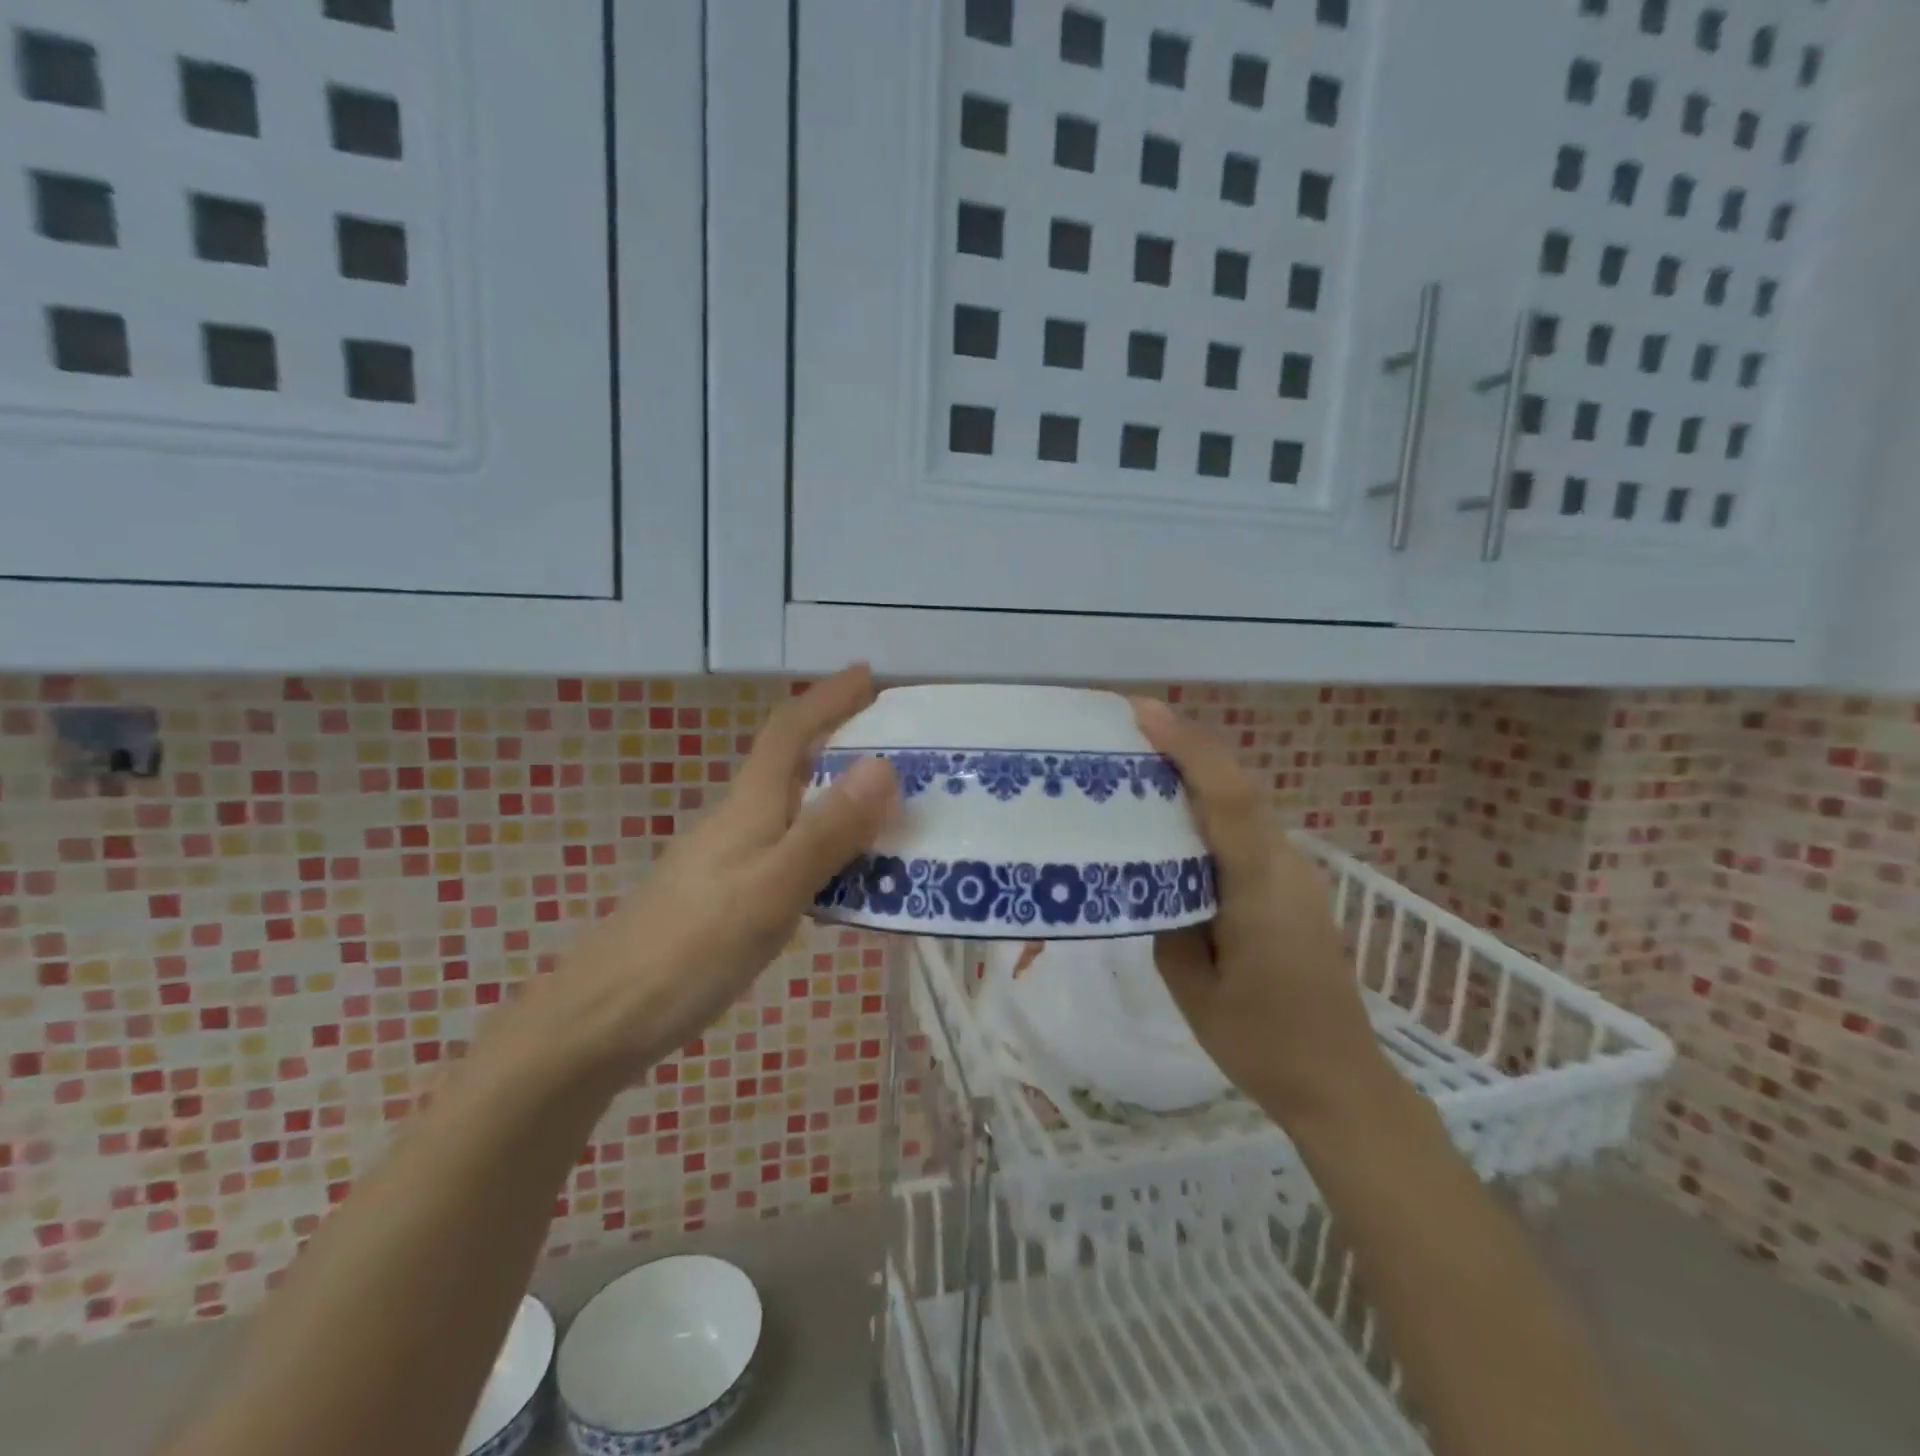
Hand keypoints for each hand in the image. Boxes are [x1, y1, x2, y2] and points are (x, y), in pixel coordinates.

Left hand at [527, 665, 897, 1083]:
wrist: (604, 1019)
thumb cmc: (691, 948)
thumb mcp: (772, 888)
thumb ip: (828, 831)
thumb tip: (884, 765)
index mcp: (749, 805)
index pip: (789, 731)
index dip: (828, 697)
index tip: (869, 673)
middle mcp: (738, 820)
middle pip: (794, 764)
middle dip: (843, 742)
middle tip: (901, 747)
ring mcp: (729, 859)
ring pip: (795, 810)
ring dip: (841, 798)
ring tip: (892, 811)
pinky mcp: (727, 894)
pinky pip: (791, 851)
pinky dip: (827, 847)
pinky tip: (848, 877)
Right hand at [1133, 698, 1385, 1122]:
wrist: (1340, 1084)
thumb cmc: (1261, 1043)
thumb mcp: (1192, 987)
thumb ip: (1168, 920)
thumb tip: (1155, 878)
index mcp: (1261, 888)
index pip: (1229, 798)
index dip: (1189, 747)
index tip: (1144, 712)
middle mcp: (1288, 866)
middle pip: (1237, 789)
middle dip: (1186, 750)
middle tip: (1128, 733)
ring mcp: (1298, 876)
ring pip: (1244, 808)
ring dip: (1198, 779)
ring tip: (1142, 769)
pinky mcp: (1296, 889)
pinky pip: (1248, 834)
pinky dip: (1212, 814)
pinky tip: (1177, 828)